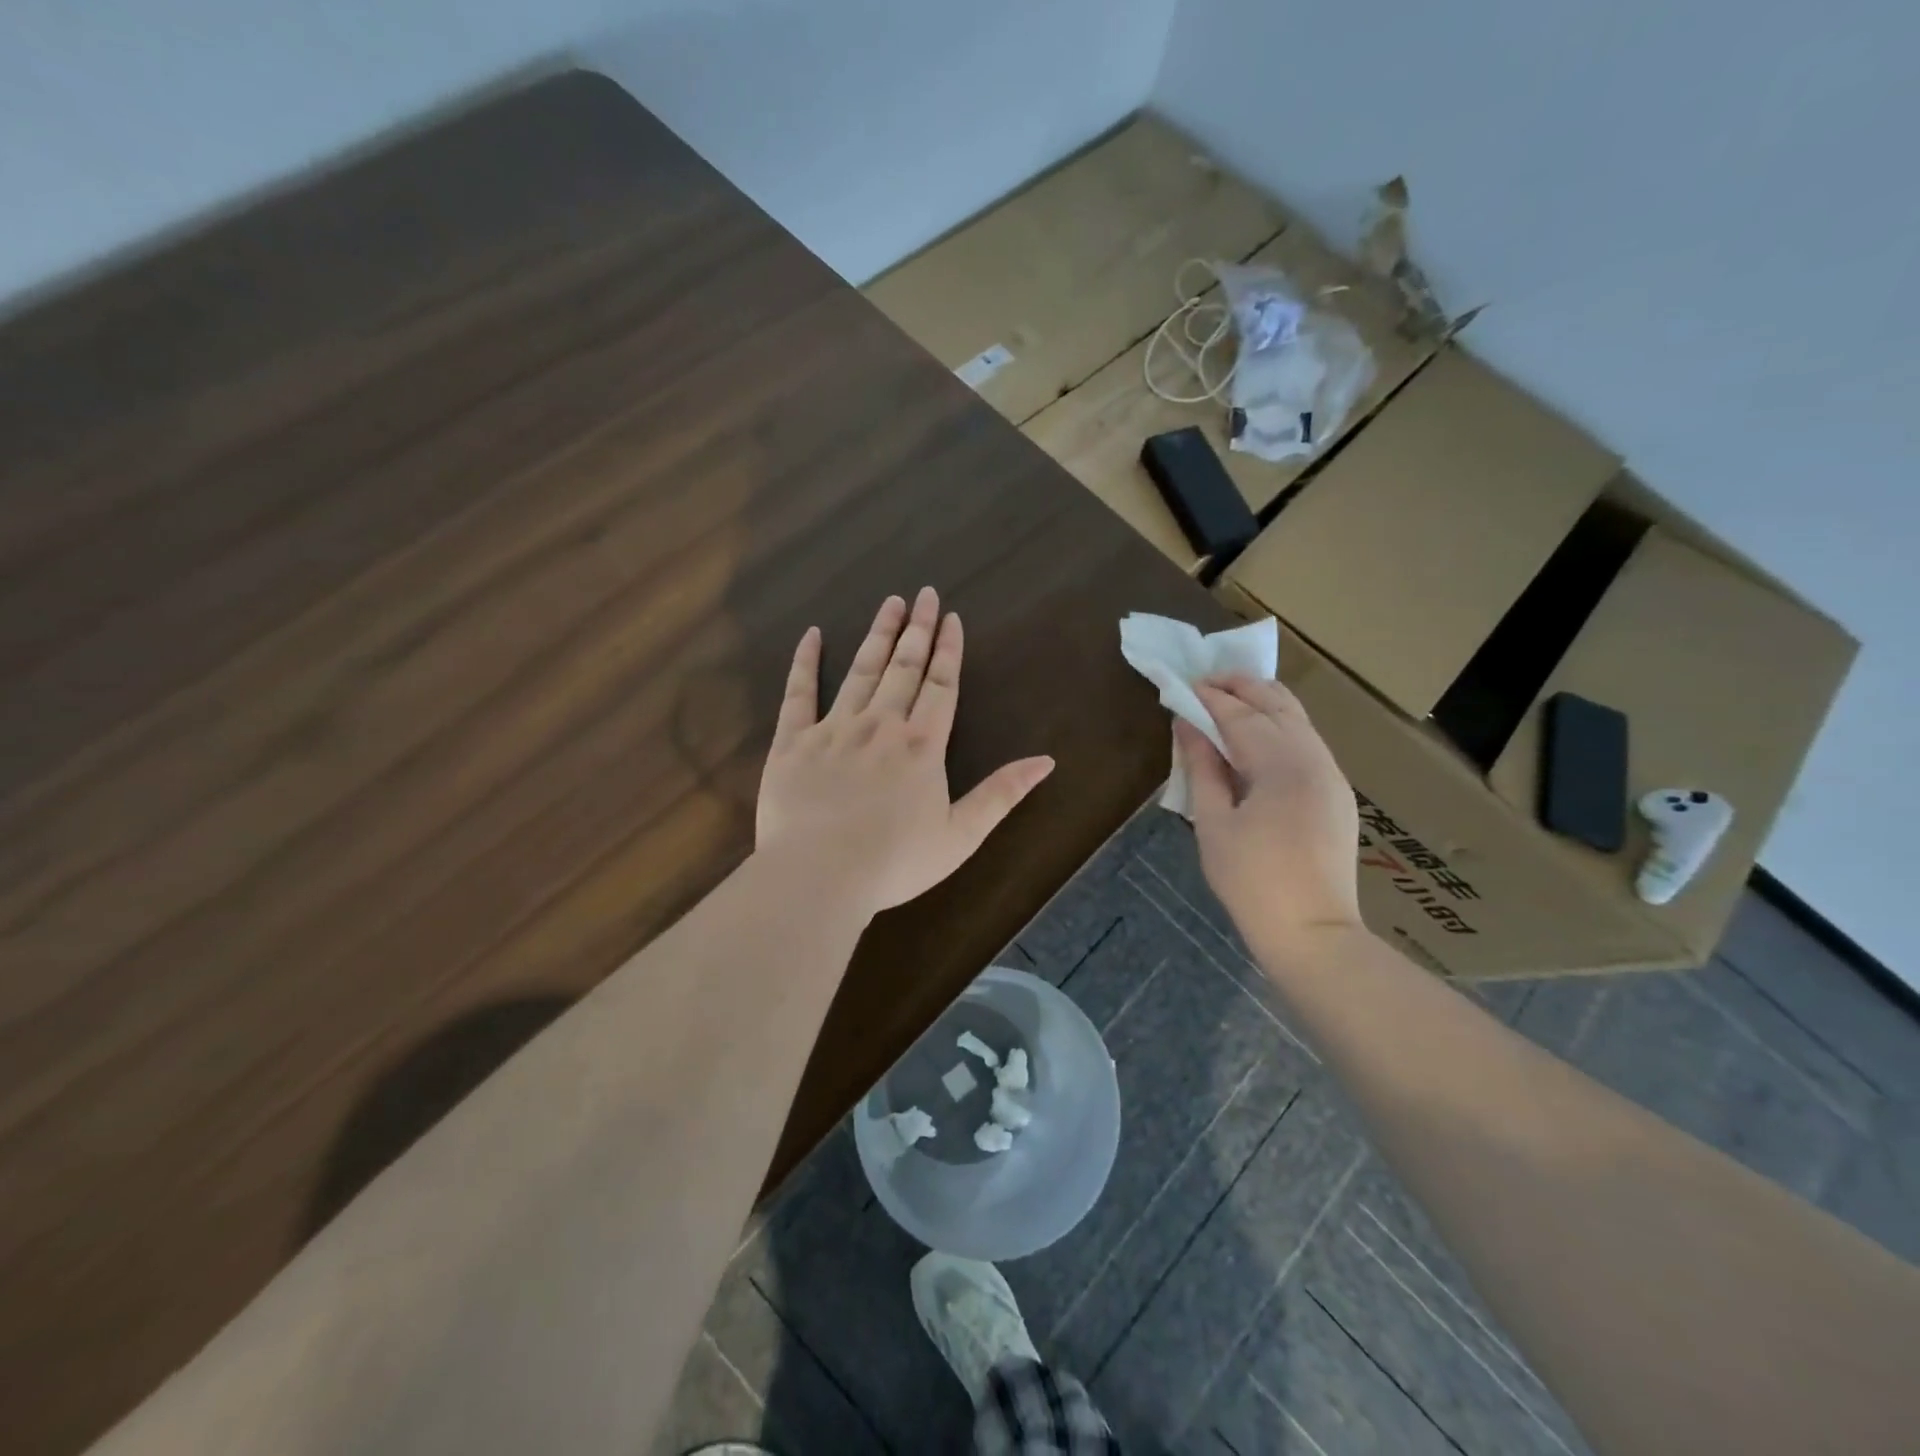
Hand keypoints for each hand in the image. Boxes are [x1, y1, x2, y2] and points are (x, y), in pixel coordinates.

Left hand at [756, 588, 1054, 919]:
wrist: (819, 875)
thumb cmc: (895, 862)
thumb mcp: (961, 836)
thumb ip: (1001, 794)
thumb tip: (1046, 761)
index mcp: (922, 745)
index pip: (940, 685)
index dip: (948, 650)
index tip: (950, 617)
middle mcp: (881, 725)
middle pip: (903, 667)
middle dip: (917, 629)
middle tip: (923, 593)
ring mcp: (834, 729)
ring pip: (860, 670)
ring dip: (877, 635)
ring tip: (889, 602)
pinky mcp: (792, 741)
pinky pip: (798, 693)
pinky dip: (806, 662)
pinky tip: (813, 634)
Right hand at [1176, 674, 1362, 953]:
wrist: (1312, 932)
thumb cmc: (1251, 881)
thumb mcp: (1213, 824)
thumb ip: (1201, 767)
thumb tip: (1186, 725)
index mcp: (1281, 766)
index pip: (1240, 716)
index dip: (1210, 698)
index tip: (1184, 685)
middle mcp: (1314, 758)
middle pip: (1278, 704)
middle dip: (1241, 687)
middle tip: (1206, 681)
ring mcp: (1331, 774)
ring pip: (1298, 719)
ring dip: (1263, 702)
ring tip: (1229, 698)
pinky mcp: (1337, 791)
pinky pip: (1307, 741)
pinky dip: (1280, 725)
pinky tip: (1258, 735)